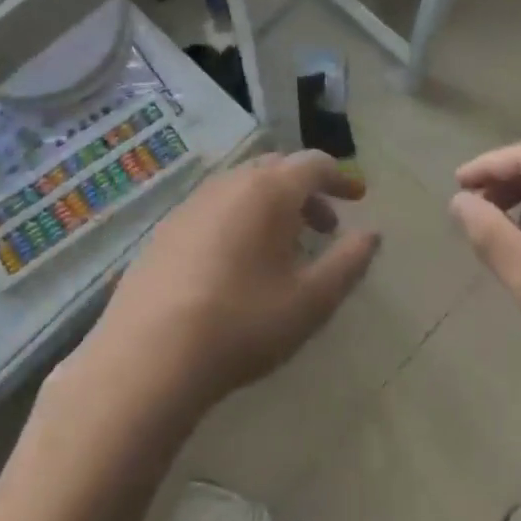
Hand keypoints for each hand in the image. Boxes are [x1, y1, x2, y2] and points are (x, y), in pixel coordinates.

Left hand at [83, 151, 380, 418]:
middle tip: (324, 226)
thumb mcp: (311, 300)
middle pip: (276, 168)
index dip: (341, 176)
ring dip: (271, 204)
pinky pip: (214, 207)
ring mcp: (191, 204)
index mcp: (269, 191)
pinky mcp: (165, 229)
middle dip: (306, 190)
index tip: (358, 197)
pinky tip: (236, 262)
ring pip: (242, 186)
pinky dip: (239, 217)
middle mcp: (229, 184)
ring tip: (282, 248)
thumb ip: (348, 262)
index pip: (314, 164)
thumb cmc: (243, 323)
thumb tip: (371, 234)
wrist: (148, 357)